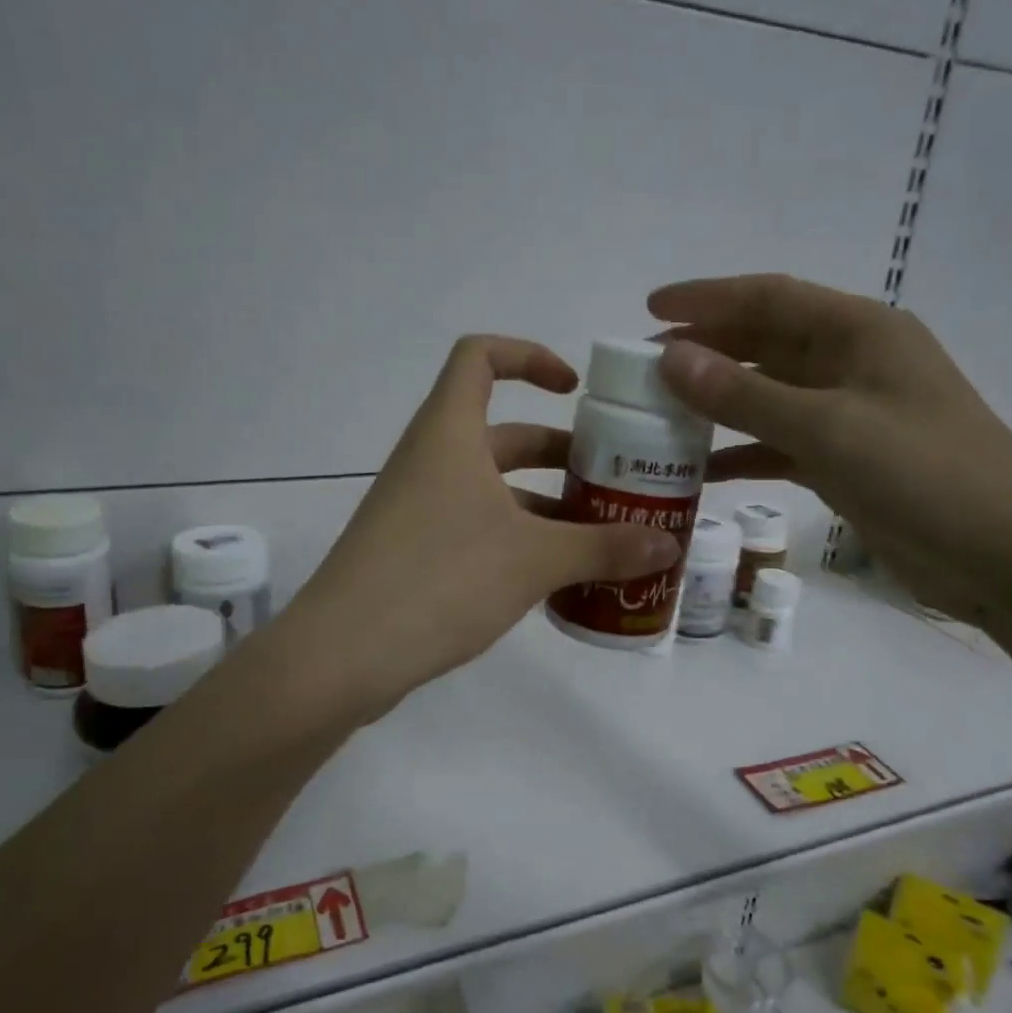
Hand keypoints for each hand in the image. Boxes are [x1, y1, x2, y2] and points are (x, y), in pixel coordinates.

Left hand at [285, 336, 681, 719]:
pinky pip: (475, 526)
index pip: (480, 357)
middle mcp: (431, 460)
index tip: (574, 390)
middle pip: (501, 433)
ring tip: (598, 536)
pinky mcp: (413, 551)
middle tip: (611, 480)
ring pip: (491, 487)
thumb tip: (669, 546)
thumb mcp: (534, 560)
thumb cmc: (441, 579)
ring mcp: (418, 508)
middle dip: (558, 452)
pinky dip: (517, 539)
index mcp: (450, 434)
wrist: (343, 655)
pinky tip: (555, 578)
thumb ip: (604, 548)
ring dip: (543, 504)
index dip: (529, 357)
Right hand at [649, 275, 1011, 631]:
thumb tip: (671, 358)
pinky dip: (744, 451)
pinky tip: (704, 468)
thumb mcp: (827, 429)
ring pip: (768, 396)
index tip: (649, 307)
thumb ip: (745, 396)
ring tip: (659, 415)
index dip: (706, 299)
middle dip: (705, 351)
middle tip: (643, 368)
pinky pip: (781, 444)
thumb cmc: (923, 475)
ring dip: (718, 403)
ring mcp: (850, 415)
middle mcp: (852, 364)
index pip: (769, 299)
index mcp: (858, 332)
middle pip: (765, 344)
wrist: (1007, 557)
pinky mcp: (848, 461)